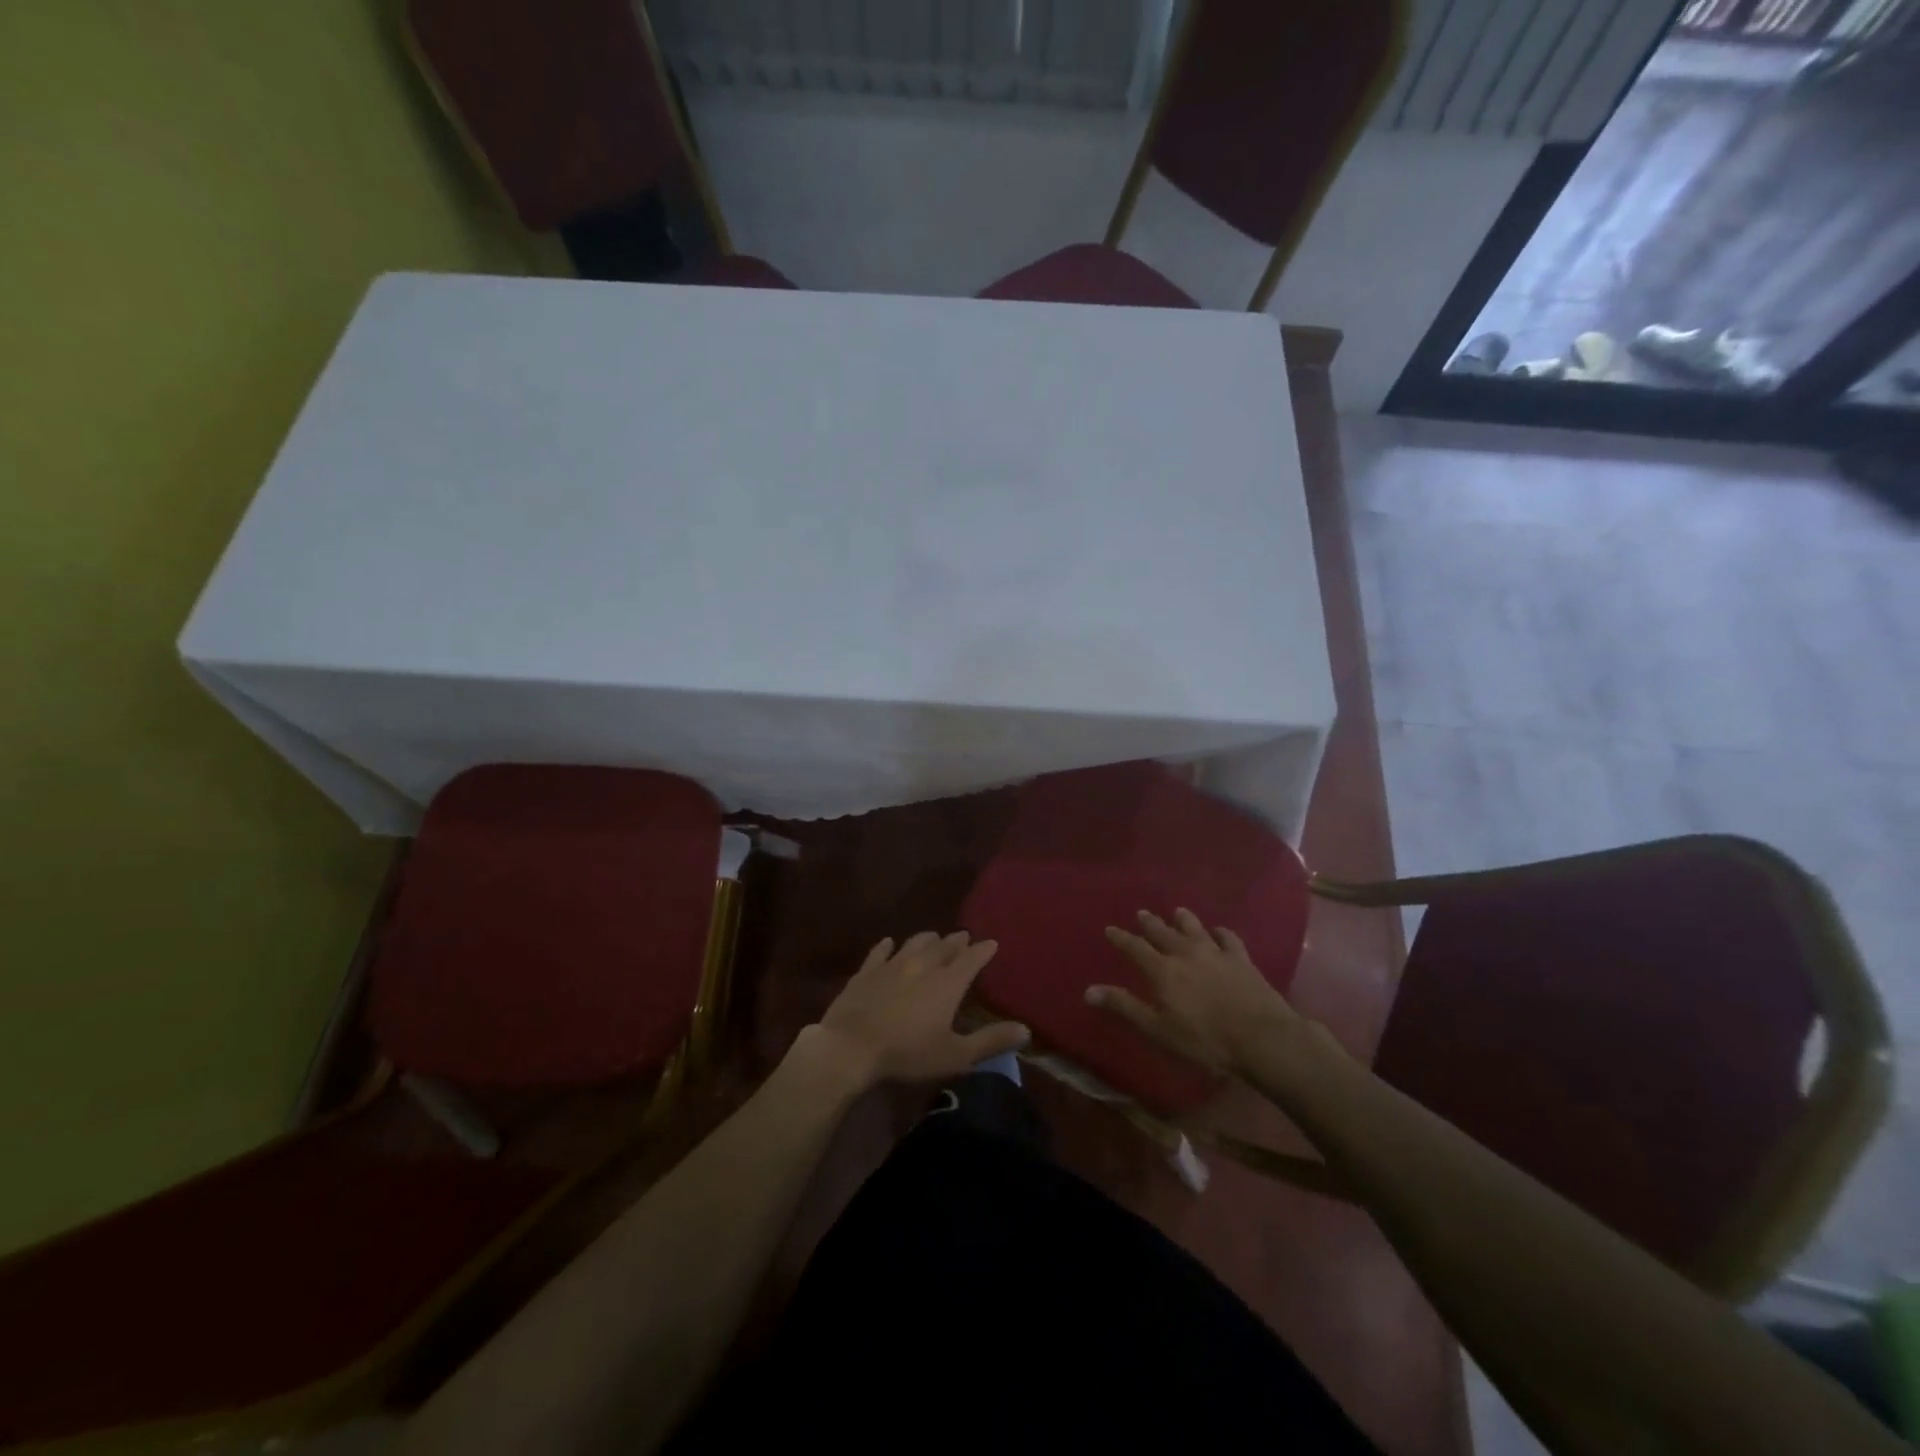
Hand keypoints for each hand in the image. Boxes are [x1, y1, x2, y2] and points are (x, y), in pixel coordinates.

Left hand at [806, 931, 1029, 1087]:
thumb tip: (1025, 1029)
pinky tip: (889, 943)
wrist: (850, 1048)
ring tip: (934, 937)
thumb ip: (990, 1041)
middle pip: (943, 947)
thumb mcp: (955, 1055)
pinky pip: (879, 952)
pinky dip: (887, 946)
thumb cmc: (908, 1054)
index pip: (971, 959)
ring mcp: (891, 965)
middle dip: (956, 941)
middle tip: (964, 937)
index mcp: (947, 983)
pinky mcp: (865, 972)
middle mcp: (922, 965)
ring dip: (927, 939)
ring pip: (914, 943)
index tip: (992, 943)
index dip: (983, 951)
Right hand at [1090, 909, 1301, 1079]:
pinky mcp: (1242, 959)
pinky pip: (1228, 938)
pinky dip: (1221, 932)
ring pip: (1195, 928)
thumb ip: (1125, 1007)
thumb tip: (1088, 990)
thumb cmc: (1205, 1041)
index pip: (1135, 948)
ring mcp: (1216, 953)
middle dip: (1150, 923)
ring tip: (1177, 911)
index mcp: (1163, 971)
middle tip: (1142, 913)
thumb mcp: (1158, 1030)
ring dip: (1183, 919)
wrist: (1262, 1038)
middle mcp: (1186, 953)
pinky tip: (1219, 931)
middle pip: (1163, 933)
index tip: (1110, 929)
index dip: (1121, 938)